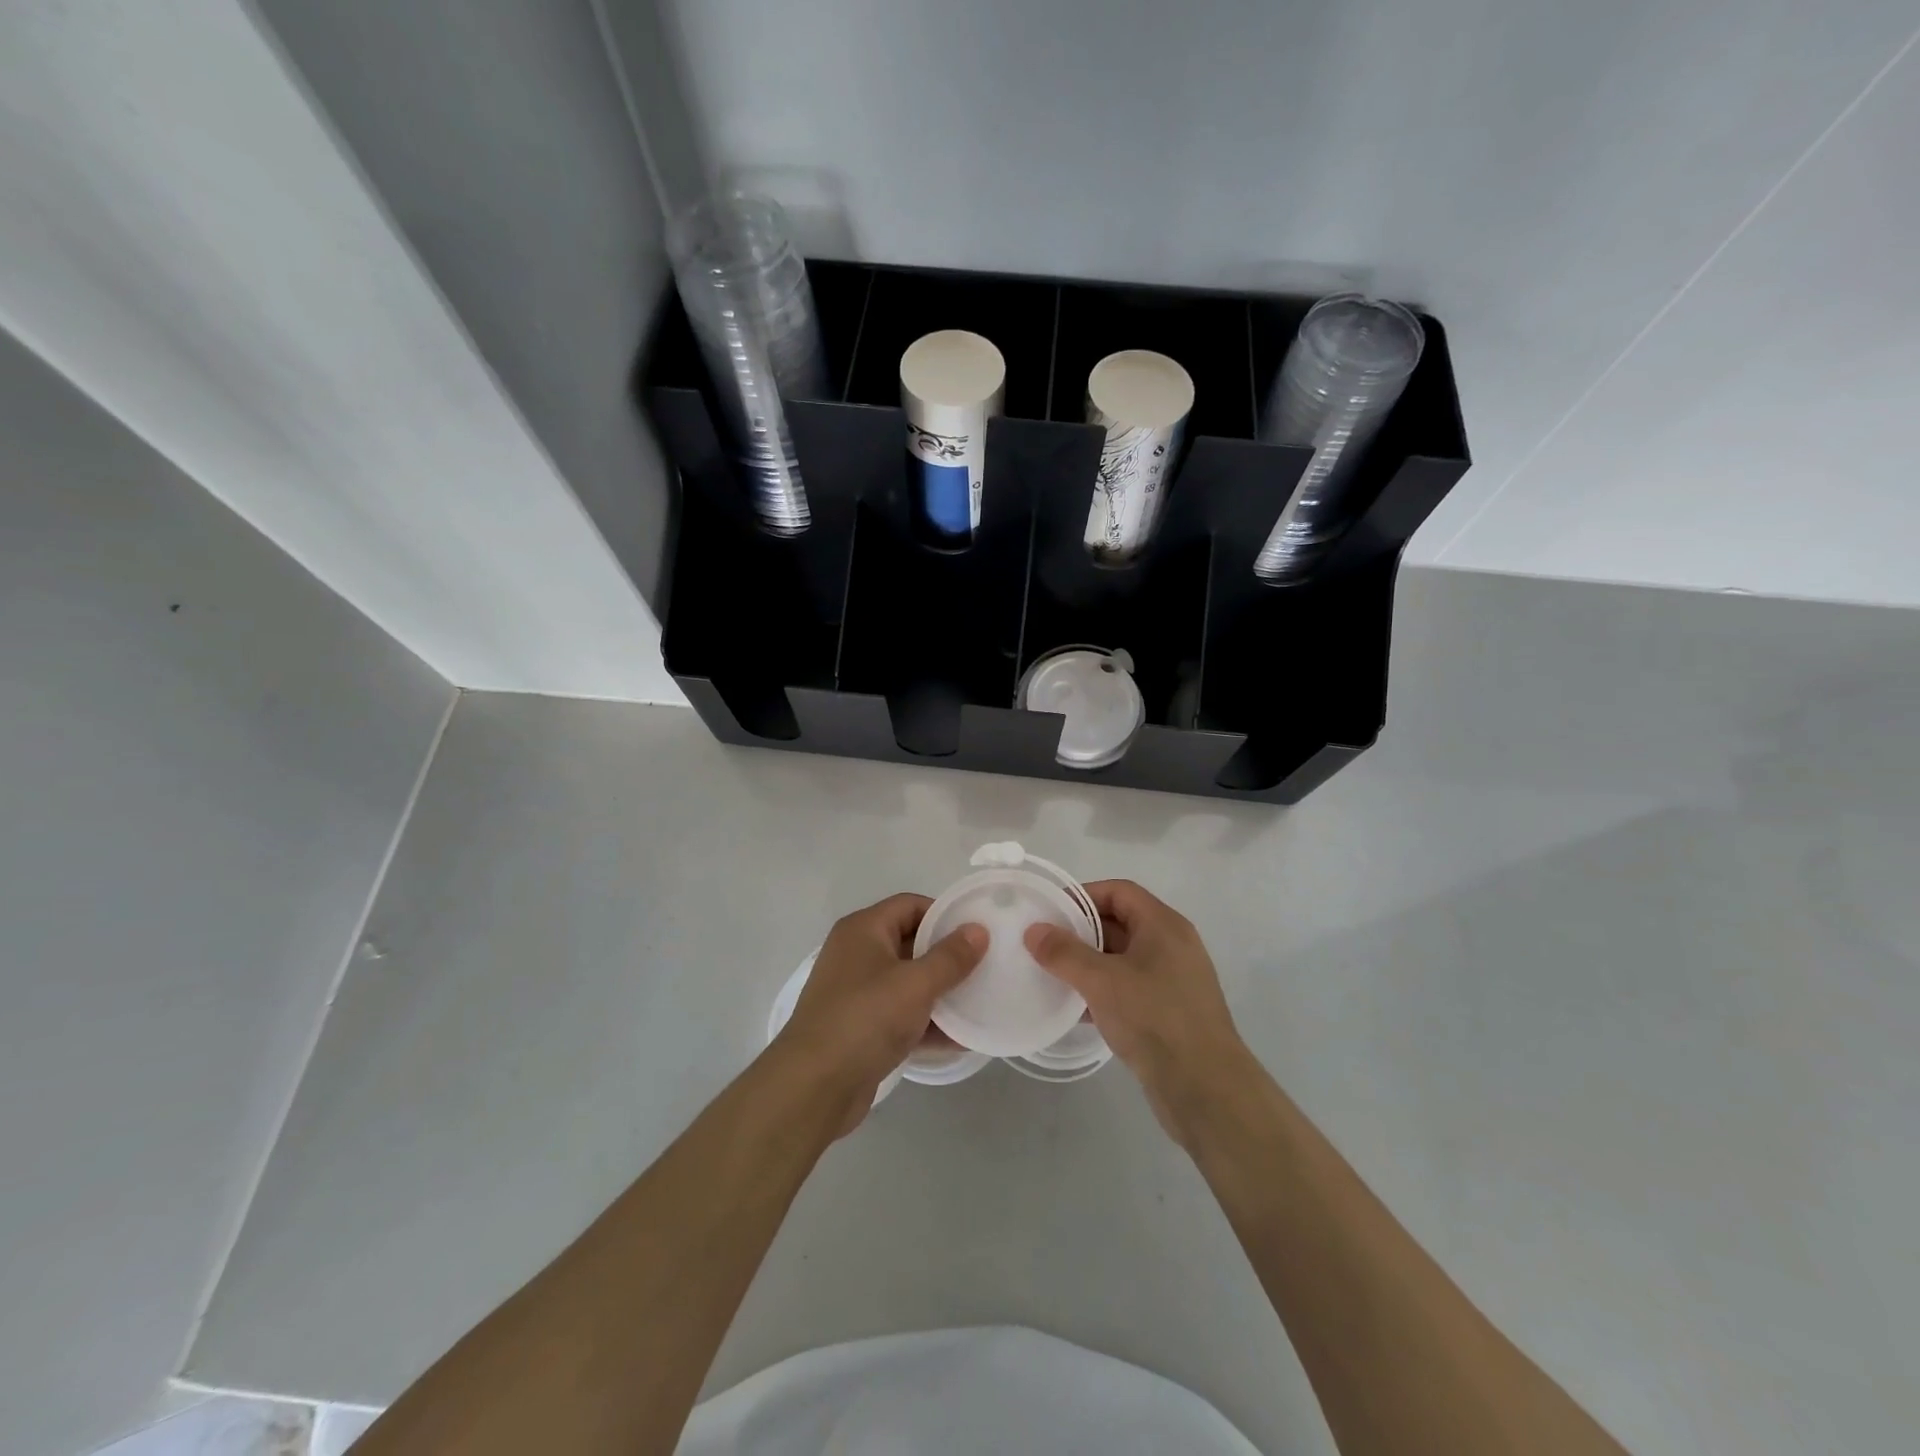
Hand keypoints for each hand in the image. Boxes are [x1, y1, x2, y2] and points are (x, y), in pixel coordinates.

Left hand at [774, 893, 985, 1134]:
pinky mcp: (861, 1028)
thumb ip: (951, 957)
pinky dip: (927, 1023)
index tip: (978, 933)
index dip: (944, 915)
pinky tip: (961, 1039)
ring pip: (908, 982)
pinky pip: (901, 1015)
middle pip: (910, 943)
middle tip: (985, 967)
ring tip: (980, 1003)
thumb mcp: (916, 983)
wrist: (813, 1086)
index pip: (910, 905)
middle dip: (947, 957)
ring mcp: (857, 993)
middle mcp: (857, 954)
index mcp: (864, 930)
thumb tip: (978, 930)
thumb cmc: (865, 1019)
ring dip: (941, 993)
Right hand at [1025, 880, 1253, 1142]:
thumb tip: (1034, 931)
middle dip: (1082, 930)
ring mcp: (1173, 980)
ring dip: (1089, 963)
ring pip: (1123, 958)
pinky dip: (1102, 990)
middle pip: (1121, 923)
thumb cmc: (1154, 1019)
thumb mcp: (1102, 981)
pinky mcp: (1169, 1012)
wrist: (1205, 1089)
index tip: (1050, 910)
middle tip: (1044, 943)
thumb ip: (1065, 953)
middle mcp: (1172, 946)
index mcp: (1163, 926)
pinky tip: (1075, 1008)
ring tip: (1052, 974)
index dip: (1084, 895)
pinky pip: (1129, 988)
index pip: (1119, 891)